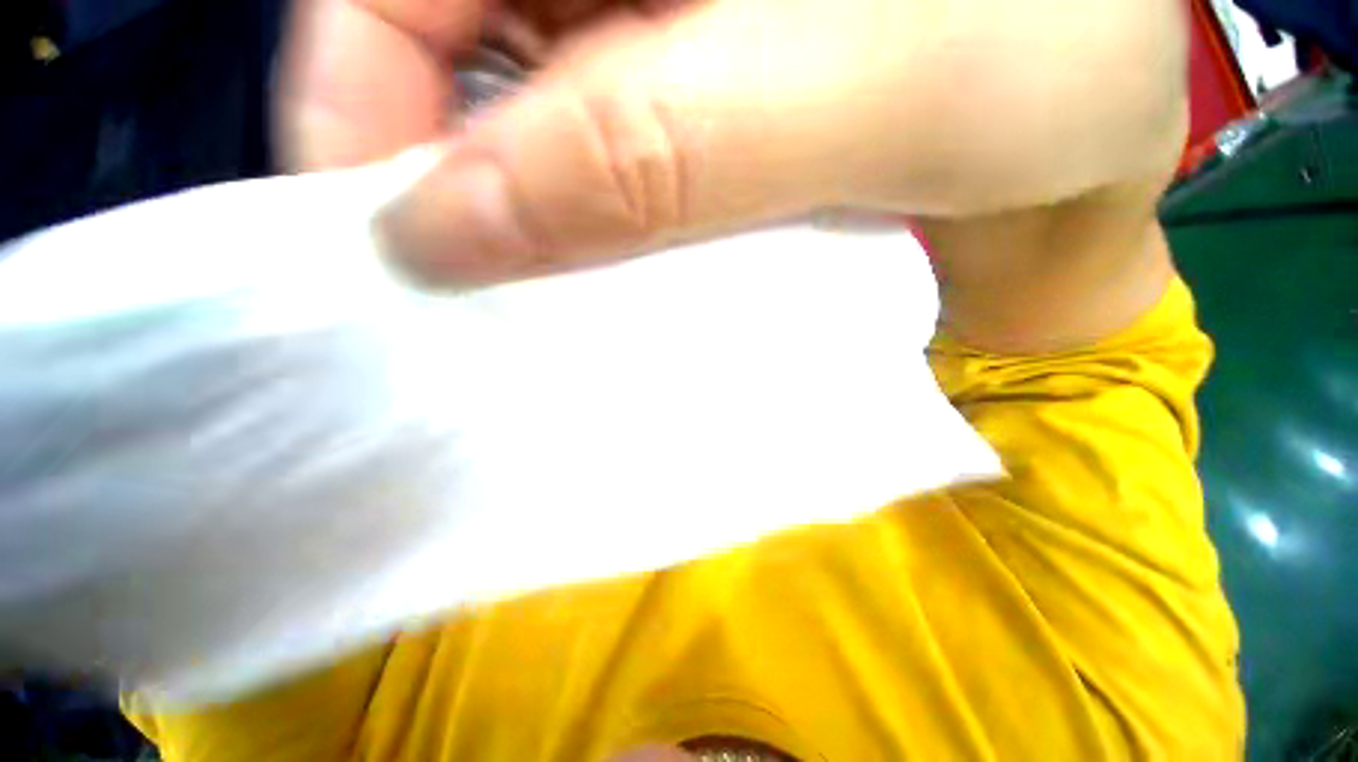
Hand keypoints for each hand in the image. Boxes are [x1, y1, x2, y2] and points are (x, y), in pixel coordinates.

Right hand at [279, 0, 1182, 285]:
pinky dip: (594, 270)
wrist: (1083, 164)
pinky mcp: (702, 161)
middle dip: (444, 205)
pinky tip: (613, 321)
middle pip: (453, 80)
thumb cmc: (1048, 80)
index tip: (379, 253)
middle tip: (443, 320)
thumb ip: (661, 146)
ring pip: (534, 162)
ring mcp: (661, 77)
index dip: (356, 114)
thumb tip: (456, 229)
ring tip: (524, 337)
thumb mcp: (878, 80)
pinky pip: (609, 216)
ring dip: (526, 256)